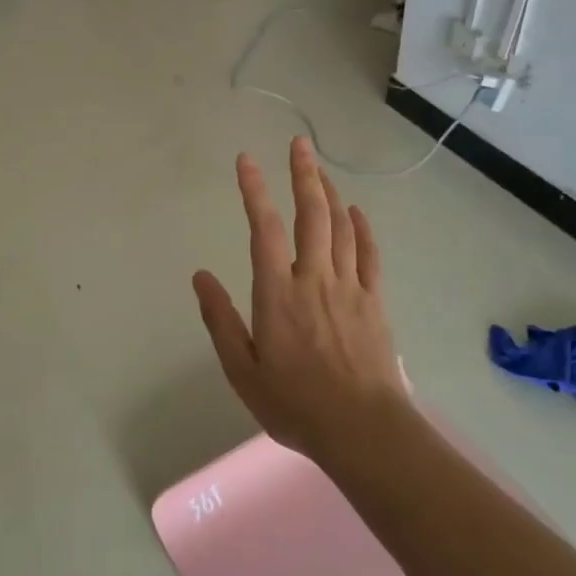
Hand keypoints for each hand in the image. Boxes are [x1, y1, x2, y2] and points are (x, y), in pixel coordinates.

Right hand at [193, 137, 412, 463]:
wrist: (363, 431)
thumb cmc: (295, 404)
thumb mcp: (242, 371)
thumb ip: (220, 320)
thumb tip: (200, 277)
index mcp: (278, 293)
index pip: (264, 228)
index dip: (255, 190)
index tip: (247, 160)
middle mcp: (314, 278)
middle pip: (311, 214)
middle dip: (304, 174)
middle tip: (299, 144)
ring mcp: (349, 287)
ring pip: (341, 227)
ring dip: (330, 192)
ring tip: (319, 168)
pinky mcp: (374, 301)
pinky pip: (369, 254)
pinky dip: (362, 228)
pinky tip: (356, 211)